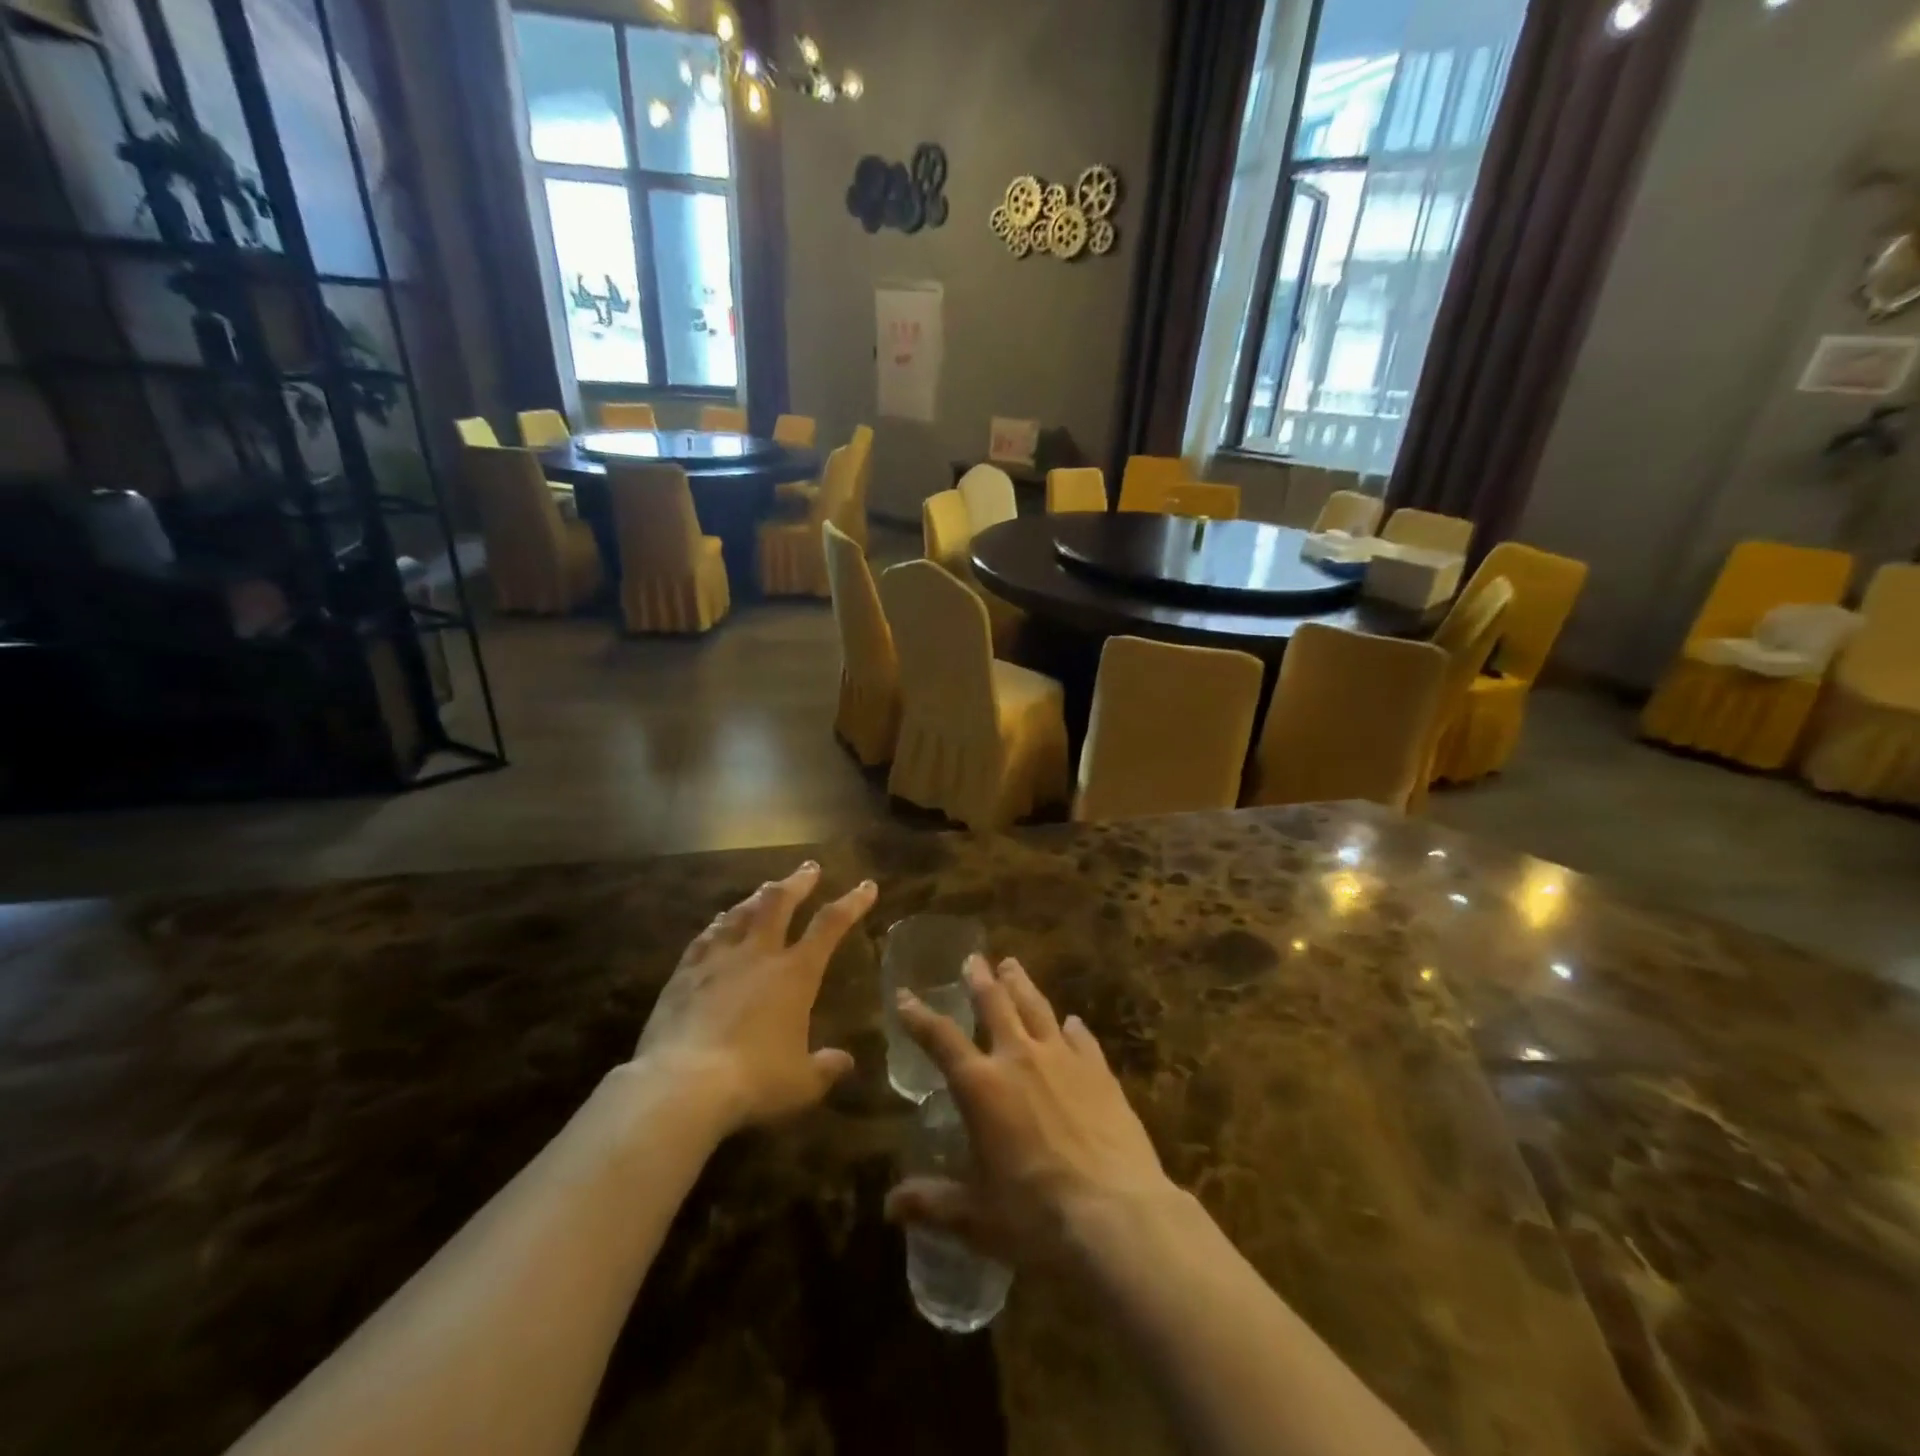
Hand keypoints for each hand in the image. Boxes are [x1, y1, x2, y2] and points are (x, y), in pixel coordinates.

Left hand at [635, 862, 876, 1131]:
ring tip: (766, 889)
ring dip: (757, 897)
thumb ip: (825, 1068)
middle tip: (809, 867)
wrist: (682, 1085)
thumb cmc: (754, 1081)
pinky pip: (705, 937)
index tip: (866, 886)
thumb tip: (845, 1062)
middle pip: (779, 903)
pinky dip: (719, 924)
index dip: (852, 903)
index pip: (830, 925)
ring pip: (741, 913)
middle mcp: (758, 955)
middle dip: (798, 882)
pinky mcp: (684, 974)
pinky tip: (719, 922)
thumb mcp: (801, 1083)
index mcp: (795, 974)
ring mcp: (718, 960)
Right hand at [885, 955, 1173, 1267]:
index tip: (905, 995)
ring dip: (1021, 984)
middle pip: (995, 1004)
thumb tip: (889, 1206)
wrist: (1117, 1216)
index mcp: (981, 1087)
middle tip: (973, 959)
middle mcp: (1019, 1058)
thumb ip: (932, 1203)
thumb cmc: (1036, 1217)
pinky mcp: (1100, 1071)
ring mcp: (1063, 1059)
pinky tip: (1072, 1022)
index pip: (940, 1039)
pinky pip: (1081, 1037)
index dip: (919, 1016)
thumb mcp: (976, 1218)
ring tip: (1012, 966)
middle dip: (980, 979)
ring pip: (1037, 1007)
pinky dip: (1072, 1027)